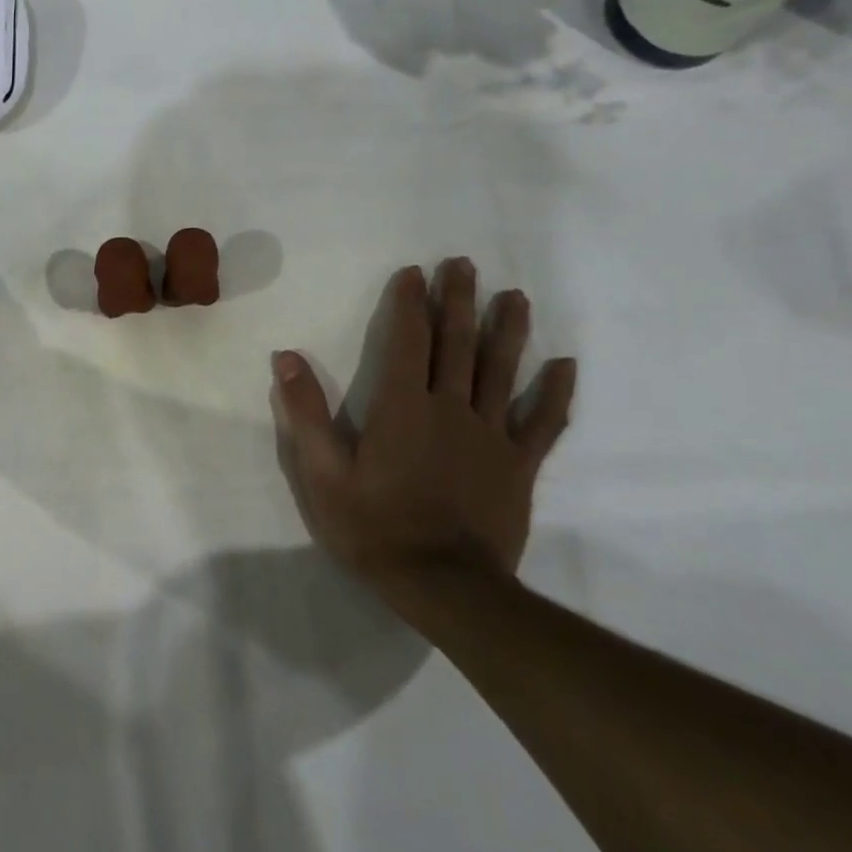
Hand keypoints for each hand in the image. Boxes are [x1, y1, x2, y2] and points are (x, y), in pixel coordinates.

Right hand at [271, 258, 576, 606]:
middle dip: (459, 300)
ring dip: (508, 329)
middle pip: (457, 343)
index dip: (410, 302)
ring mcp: (490, 435)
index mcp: (402, 406)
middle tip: (464, 264)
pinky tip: (565, 364)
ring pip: (502, 370)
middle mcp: (450, 408)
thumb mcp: (322, 473)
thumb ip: (306, 413)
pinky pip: (542, 422)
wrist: (445, 587)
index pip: (408, 340)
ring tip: (514, 295)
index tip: (415, 271)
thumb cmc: (375, 527)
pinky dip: (555, 392)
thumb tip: (286, 357)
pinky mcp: (518, 465)